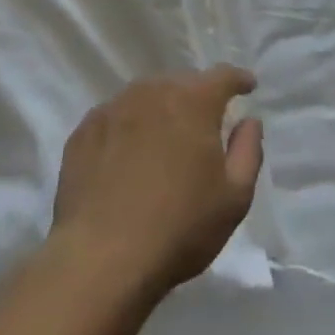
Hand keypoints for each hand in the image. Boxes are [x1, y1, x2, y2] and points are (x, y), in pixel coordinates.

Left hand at [51, 65, 263, 295]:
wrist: (101, 258)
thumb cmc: (179, 228)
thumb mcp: (234, 197)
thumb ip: (248, 150)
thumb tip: (249, 121)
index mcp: (193, 101)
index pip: (222, 76)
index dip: (238, 80)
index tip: (247, 86)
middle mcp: (153, 91)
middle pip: (182, 83)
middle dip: (197, 97)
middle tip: (204, 125)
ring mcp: (114, 108)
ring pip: (146, 97)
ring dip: (160, 110)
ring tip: (164, 140)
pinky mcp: (84, 130)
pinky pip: (116, 117)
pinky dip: (128, 128)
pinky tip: (126, 156)